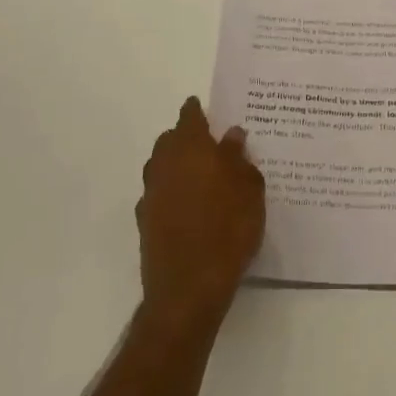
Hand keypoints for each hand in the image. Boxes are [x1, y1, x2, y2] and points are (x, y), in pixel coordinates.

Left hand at [136, 98, 264, 335]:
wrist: (188, 287)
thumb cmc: (228, 228)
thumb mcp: (249, 189)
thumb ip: (239, 158)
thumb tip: (232, 135)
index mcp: (190, 147)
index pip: (190, 116)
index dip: (197, 110)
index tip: (204, 108)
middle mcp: (164, 163)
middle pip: (170, 140)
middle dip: (186, 138)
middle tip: (209, 145)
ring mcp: (151, 193)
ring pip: (161, 166)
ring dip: (176, 165)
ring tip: (200, 176)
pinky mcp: (145, 221)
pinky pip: (158, 194)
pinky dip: (171, 192)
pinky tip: (188, 206)